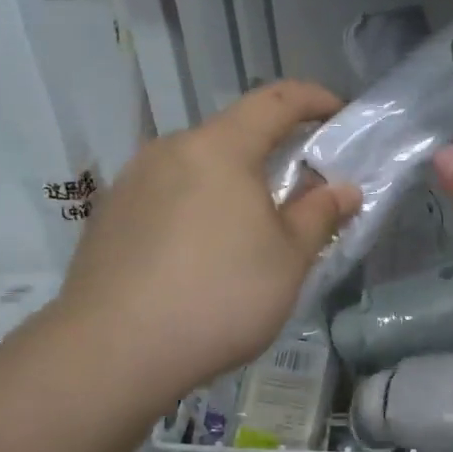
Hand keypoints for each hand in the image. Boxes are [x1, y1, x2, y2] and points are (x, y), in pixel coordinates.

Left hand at [55, 82, 361, 409]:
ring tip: (247, 233)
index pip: (276, 101)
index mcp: (219, 148)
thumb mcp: (288, 260)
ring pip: (196, 169)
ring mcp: (132, 182)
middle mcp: (170, 151)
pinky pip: (167, 197)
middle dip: (271, 154)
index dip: (313, 99)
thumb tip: (344, 188)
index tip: (339, 114)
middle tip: (298, 194)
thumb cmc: (219, 297)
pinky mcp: (108, 217)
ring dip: (231, 185)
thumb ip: (319, 215)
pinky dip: (196, 209)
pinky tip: (199, 258)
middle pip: (232, 135)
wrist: (112, 352)